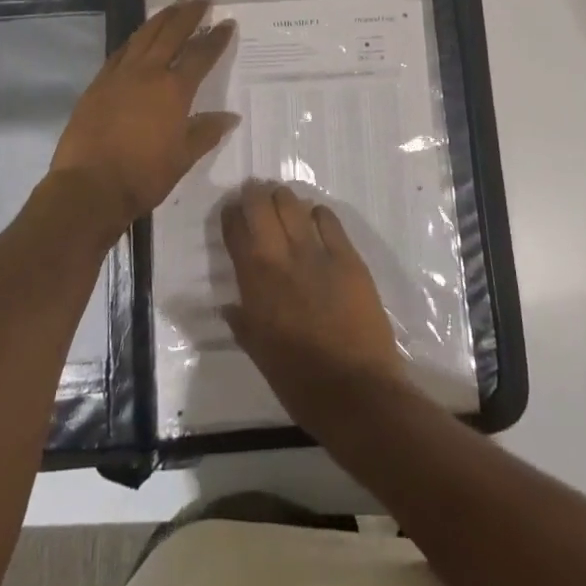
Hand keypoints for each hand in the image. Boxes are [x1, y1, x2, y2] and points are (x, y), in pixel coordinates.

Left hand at [49, 0, 237, 227]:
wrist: (89, 187)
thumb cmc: (143, 175)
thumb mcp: (183, 158)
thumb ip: (206, 132)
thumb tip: (230, 117)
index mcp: (174, 90)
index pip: (201, 55)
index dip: (216, 38)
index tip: (227, 23)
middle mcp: (148, 73)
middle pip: (171, 33)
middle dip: (189, 14)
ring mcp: (119, 75)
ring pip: (144, 36)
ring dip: (161, 18)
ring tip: (174, 6)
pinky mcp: (98, 84)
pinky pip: (121, 51)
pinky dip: (135, 39)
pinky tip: (139, 36)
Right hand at [220, 182, 414, 432]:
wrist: (354, 390)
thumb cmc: (299, 381)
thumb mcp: (258, 353)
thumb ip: (243, 322)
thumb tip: (231, 306)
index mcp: (254, 282)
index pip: (235, 229)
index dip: (231, 214)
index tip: (232, 211)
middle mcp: (281, 257)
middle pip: (262, 205)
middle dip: (255, 195)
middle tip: (256, 195)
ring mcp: (317, 253)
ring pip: (293, 204)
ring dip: (284, 198)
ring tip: (283, 201)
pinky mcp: (348, 256)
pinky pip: (329, 220)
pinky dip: (318, 214)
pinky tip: (316, 220)